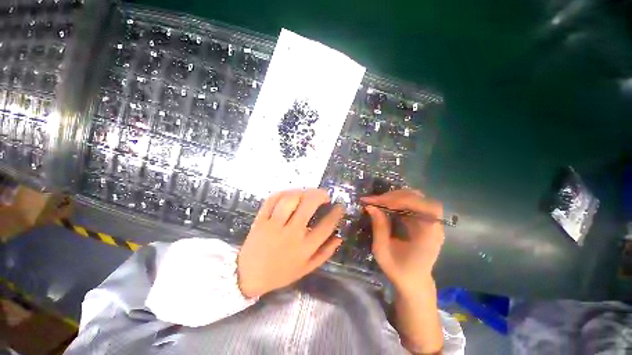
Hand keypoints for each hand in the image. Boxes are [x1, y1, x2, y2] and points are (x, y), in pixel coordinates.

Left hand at [237, 189, 343, 297]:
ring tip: (307, 194)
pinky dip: (283, 193)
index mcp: (304, 248)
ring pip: (290, 199)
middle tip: (324, 195)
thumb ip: (325, 253)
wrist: (248, 276)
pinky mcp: (260, 220)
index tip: (339, 206)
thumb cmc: (281, 273)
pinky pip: (272, 200)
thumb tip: (339, 237)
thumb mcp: (306, 268)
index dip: (336, 213)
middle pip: (308, 205)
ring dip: (302, 192)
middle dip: (320, 195)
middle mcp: (291, 234)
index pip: (326, 226)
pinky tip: (290, 194)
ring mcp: (274, 225)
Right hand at [362, 189, 443, 291]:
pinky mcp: (422, 220)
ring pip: (417, 198)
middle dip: (396, 196)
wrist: (413, 281)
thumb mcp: (382, 251)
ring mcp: (429, 222)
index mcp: (429, 236)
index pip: (426, 208)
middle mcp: (434, 226)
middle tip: (376, 200)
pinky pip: (412, 204)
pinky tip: (386, 205)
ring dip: (396, 196)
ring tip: (379, 201)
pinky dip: (398, 201)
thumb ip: (379, 227)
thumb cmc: (399, 270)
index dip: (405, 200)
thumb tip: (370, 206)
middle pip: (421, 199)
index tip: (381, 202)